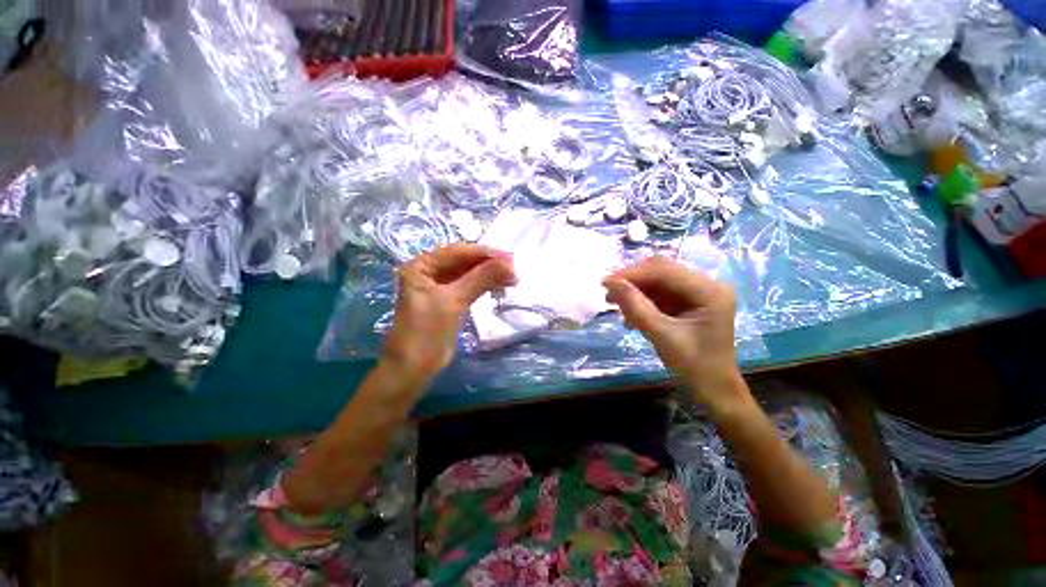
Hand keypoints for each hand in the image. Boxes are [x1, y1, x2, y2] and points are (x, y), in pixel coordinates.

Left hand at [382, 244, 515, 378]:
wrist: (414, 368)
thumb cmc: (427, 331)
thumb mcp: (454, 300)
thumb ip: (481, 278)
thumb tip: (509, 263)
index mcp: (421, 266)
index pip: (457, 252)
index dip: (484, 253)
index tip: (509, 257)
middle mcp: (429, 272)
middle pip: (464, 262)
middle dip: (489, 265)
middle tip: (513, 270)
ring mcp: (439, 287)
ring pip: (469, 274)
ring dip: (489, 275)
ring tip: (511, 279)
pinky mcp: (449, 301)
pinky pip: (469, 287)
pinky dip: (484, 286)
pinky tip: (499, 287)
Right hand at [603, 257, 741, 406]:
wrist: (713, 387)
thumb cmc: (693, 365)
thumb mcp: (661, 336)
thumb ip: (636, 307)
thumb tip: (610, 282)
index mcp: (710, 291)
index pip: (664, 271)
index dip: (633, 274)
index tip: (606, 282)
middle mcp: (707, 284)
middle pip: (661, 270)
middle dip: (633, 280)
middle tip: (609, 294)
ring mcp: (698, 291)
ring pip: (658, 279)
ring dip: (635, 290)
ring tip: (616, 305)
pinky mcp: (689, 299)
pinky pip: (660, 291)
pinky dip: (642, 299)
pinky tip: (631, 313)